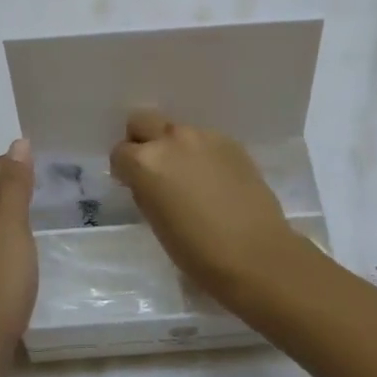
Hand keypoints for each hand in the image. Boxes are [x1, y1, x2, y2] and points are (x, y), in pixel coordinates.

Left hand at [0, 139, 37, 368]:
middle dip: (11, 186)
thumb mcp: (12, 223)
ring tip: (34, 214)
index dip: (16, 163)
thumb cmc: (0, 274)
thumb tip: (18, 144)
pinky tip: (18, 248)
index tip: (43, 163)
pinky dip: (4, 236)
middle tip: (43, 186)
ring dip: (7, 213)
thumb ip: (16, 184)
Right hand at [109, 110, 303, 298]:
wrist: (256, 255)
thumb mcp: (156, 222)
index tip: (133, 185)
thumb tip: (148, 182)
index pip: (120, 152)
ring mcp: (204, 137)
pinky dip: (202, 154)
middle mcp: (172, 140)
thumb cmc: (197, 252)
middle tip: (155, 170)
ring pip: (177, 130)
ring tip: (190, 178)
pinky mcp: (232, 143)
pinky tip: (215, 180)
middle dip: (143, 141)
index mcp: (146, 162)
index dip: (125, 169)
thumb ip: (146, 190)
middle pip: (143, 121)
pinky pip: (205, 140)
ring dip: (175, 147)